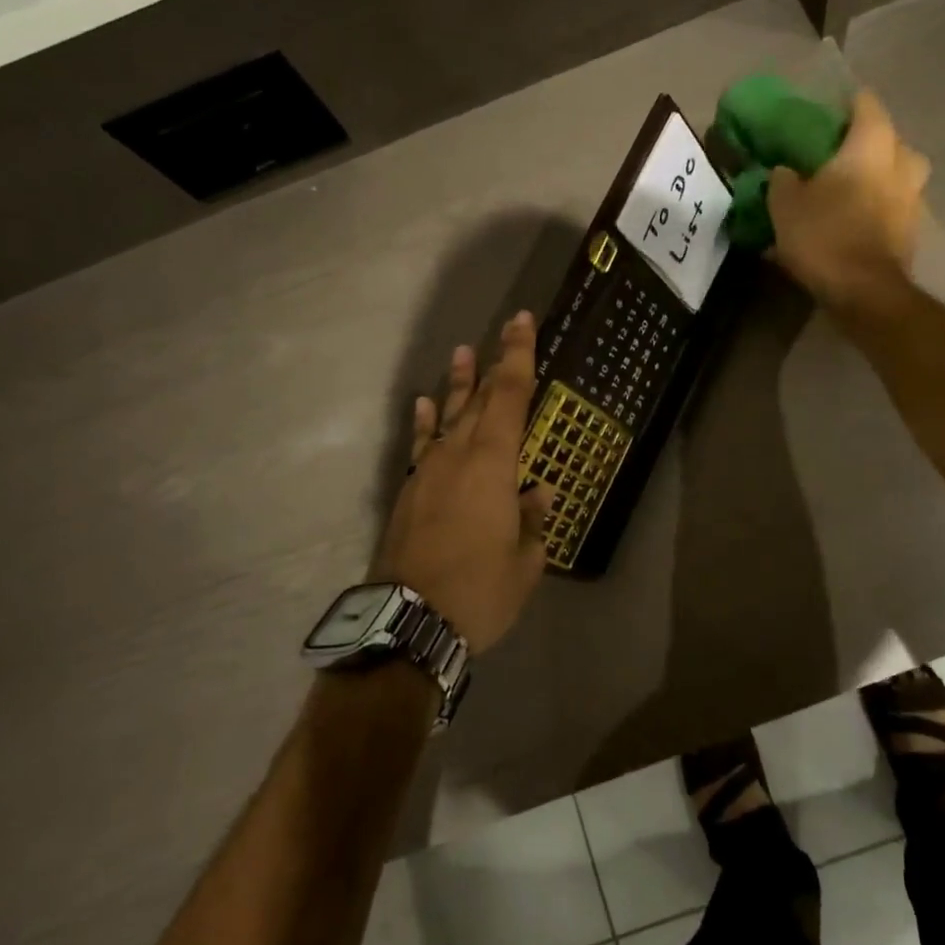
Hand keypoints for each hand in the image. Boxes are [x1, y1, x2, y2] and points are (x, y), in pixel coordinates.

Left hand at [370, 312, 554, 654]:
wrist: (409, 623)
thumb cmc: (479, 591)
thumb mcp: (525, 562)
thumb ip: (532, 521)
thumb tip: (536, 493)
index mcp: (493, 464)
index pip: (511, 396)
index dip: (519, 356)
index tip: (523, 321)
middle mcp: (459, 455)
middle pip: (481, 397)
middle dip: (496, 361)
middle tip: (507, 329)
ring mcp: (428, 470)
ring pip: (448, 415)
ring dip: (459, 383)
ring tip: (463, 352)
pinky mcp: (408, 490)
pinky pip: (421, 443)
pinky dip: (426, 421)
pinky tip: (426, 403)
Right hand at [767, 89, 930, 308]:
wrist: (864, 292)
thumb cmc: (825, 236)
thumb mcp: (785, 204)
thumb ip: (783, 179)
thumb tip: (786, 171)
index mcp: (871, 145)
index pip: (865, 104)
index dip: (844, 105)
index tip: (823, 115)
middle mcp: (901, 164)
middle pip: (890, 141)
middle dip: (868, 145)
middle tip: (840, 157)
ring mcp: (913, 200)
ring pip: (898, 176)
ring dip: (878, 179)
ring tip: (848, 193)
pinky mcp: (911, 232)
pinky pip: (895, 207)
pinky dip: (879, 209)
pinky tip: (855, 222)